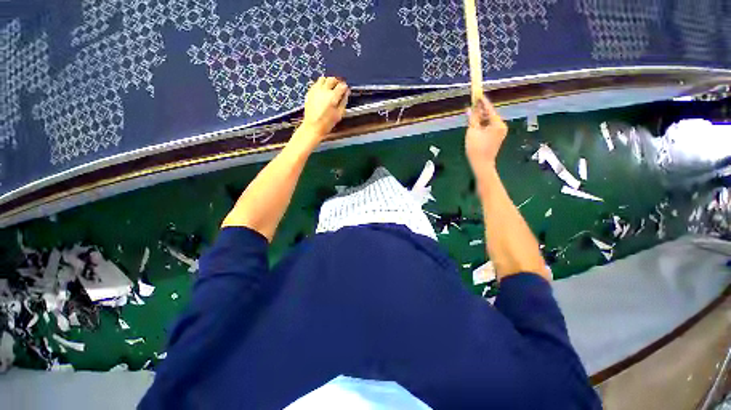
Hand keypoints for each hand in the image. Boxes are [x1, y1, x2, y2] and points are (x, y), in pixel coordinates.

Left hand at [301, 76, 348, 139]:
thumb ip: (344, 102)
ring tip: (330, 87)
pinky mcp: (310, 92)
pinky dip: (321, 84)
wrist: (313, 126)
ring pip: (323, 79)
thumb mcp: (339, 114)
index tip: (346, 90)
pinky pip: (316, 83)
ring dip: (328, 81)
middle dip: (337, 81)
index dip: (345, 87)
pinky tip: (323, 91)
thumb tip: (346, 94)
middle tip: (339, 86)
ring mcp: (315, 90)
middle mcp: (324, 91)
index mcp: (333, 97)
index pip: (342, 86)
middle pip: (332, 79)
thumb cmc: (326, 123)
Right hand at [465, 96, 507, 176]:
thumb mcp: (472, 132)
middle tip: (472, 104)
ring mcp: (500, 132)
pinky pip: (489, 127)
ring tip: (471, 115)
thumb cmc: (476, 148)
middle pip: (490, 114)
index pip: (489, 108)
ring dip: (480, 118)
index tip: (477, 94)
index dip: (482, 101)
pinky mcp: (497, 137)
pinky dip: (482, 125)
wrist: (481, 164)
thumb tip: (470, 108)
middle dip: (480, 110)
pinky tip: (475, 124)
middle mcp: (501, 126)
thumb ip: (472, 119)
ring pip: (489, 121)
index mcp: (497, 123)